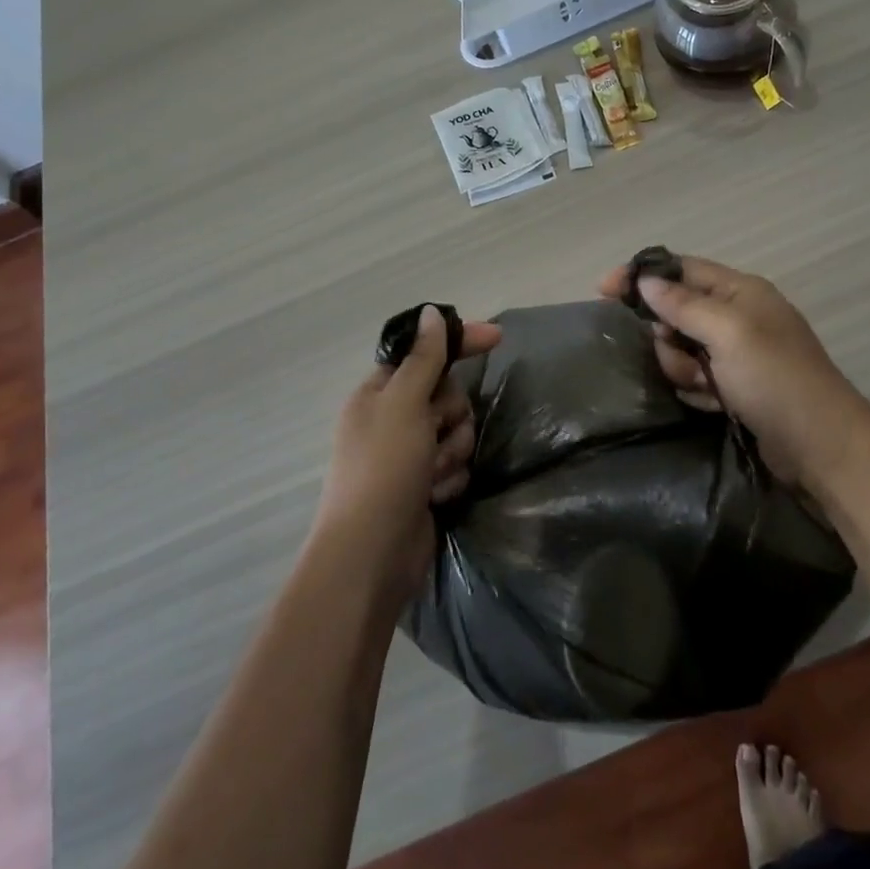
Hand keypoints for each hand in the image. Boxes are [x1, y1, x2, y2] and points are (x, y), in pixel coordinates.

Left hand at [313, 305, 501, 594]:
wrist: (372, 555)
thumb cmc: (383, 469)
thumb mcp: (404, 405)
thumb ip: (424, 358)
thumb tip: (431, 312)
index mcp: (379, 393)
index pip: (425, 353)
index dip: (459, 343)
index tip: (497, 337)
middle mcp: (394, 419)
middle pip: (448, 394)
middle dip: (451, 415)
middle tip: (433, 434)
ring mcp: (411, 454)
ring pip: (457, 431)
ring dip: (452, 451)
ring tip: (431, 475)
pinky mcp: (426, 484)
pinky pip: (457, 464)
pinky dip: (451, 478)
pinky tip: (435, 496)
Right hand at [597, 256, 869, 494]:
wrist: (822, 448)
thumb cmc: (776, 380)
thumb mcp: (729, 333)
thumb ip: (684, 304)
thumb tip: (645, 281)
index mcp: (741, 292)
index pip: (680, 269)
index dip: (642, 276)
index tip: (603, 291)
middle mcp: (738, 317)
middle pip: (676, 312)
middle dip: (667, 337)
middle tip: (677, 358)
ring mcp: (738, 354)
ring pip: (681, 349)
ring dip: (682, 369)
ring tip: (704, 388)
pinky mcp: (736, 387)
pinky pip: (696, 378)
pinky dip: (697, 390)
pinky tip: (712, 403)